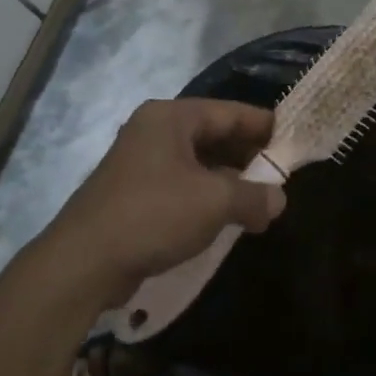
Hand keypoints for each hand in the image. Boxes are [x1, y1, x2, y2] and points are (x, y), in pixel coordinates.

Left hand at [49, 99, 285, 304]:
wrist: (83, 263)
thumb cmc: (154, 215)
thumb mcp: (214, 202)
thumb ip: (252, 196)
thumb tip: (278, 200)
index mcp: (171, 117)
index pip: (228, 112)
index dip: (262, 125)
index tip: (292, 138)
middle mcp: (154, 131)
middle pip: (212, 135)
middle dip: (247, 156)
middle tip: (280, 175)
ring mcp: (140, 162)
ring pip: (197, 163)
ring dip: (228, 180)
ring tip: (259, 200)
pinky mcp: (133, 193)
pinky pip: (180, 185)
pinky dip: (205, 197)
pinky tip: (226, 217)